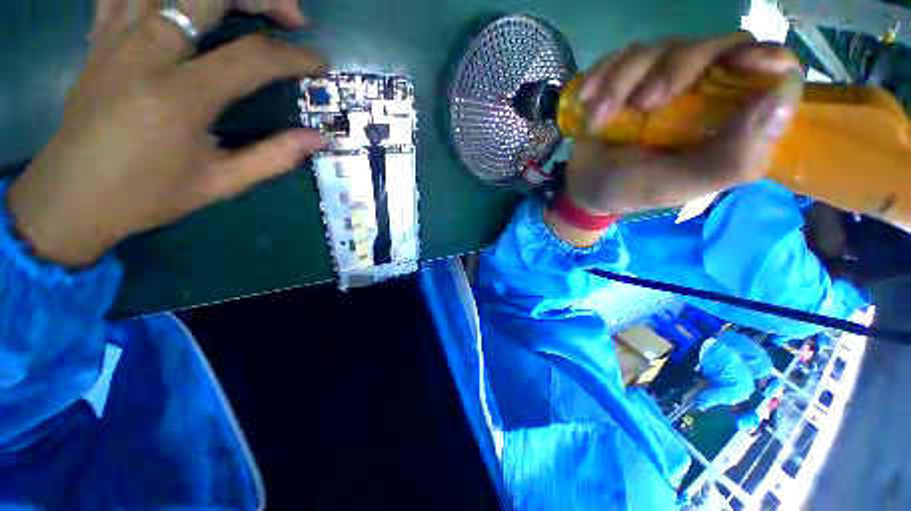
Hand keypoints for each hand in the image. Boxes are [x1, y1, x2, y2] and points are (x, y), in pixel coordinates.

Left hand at [7, 3, 327, 266]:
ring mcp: (117, 38)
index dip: (295, 56)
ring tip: (249, 5)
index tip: (320, 64)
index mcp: (180, 98)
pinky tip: (187, 4)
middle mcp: (146, 54)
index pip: (253, 57)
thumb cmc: (146, 195)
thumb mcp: (220, 184)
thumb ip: (274, 157)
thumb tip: (318, 138)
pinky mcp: (101, 37)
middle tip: (291, 18)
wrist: (71, 197)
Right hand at [548, 34, 802, 245]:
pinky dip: (603, 74)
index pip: (772, 71)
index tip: (736, 64)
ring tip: (598, 119)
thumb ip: (732, 157)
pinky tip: (587, 99)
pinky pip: (624, 55)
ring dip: (622, 82)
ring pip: (661, 47)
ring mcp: (666, 79)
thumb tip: (782, 97)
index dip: (765, 58)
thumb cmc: (632, 190)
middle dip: (673, 70)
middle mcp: (707, 92)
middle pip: (714, 47)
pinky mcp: (632, 77)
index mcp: (731, 121)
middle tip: (640, 106)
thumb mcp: (679, 185)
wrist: (585, 186)